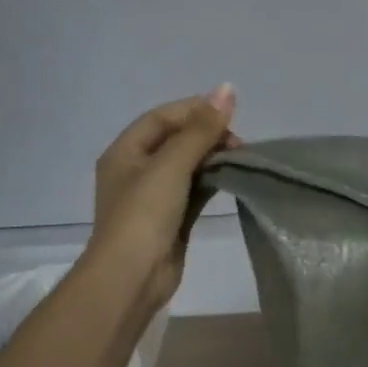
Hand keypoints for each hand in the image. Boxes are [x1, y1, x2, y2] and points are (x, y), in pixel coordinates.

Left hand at [88, 86, 238, 311]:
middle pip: (176, 140)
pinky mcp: (171, 218)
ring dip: (213, 159)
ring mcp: (153, 197)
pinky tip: (233, 179)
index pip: (163, 117)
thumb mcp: (172, 165)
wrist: (132, 277)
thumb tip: (228, 88)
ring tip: (242, 160)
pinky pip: (194, 190)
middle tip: (240, 144)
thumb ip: (201, 128)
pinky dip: (212, 181)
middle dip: (208, 135)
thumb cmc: (145, 215)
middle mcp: (136, 169)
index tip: (230, 114)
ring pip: (188, 166)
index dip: (196, 109)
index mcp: (125, 151)